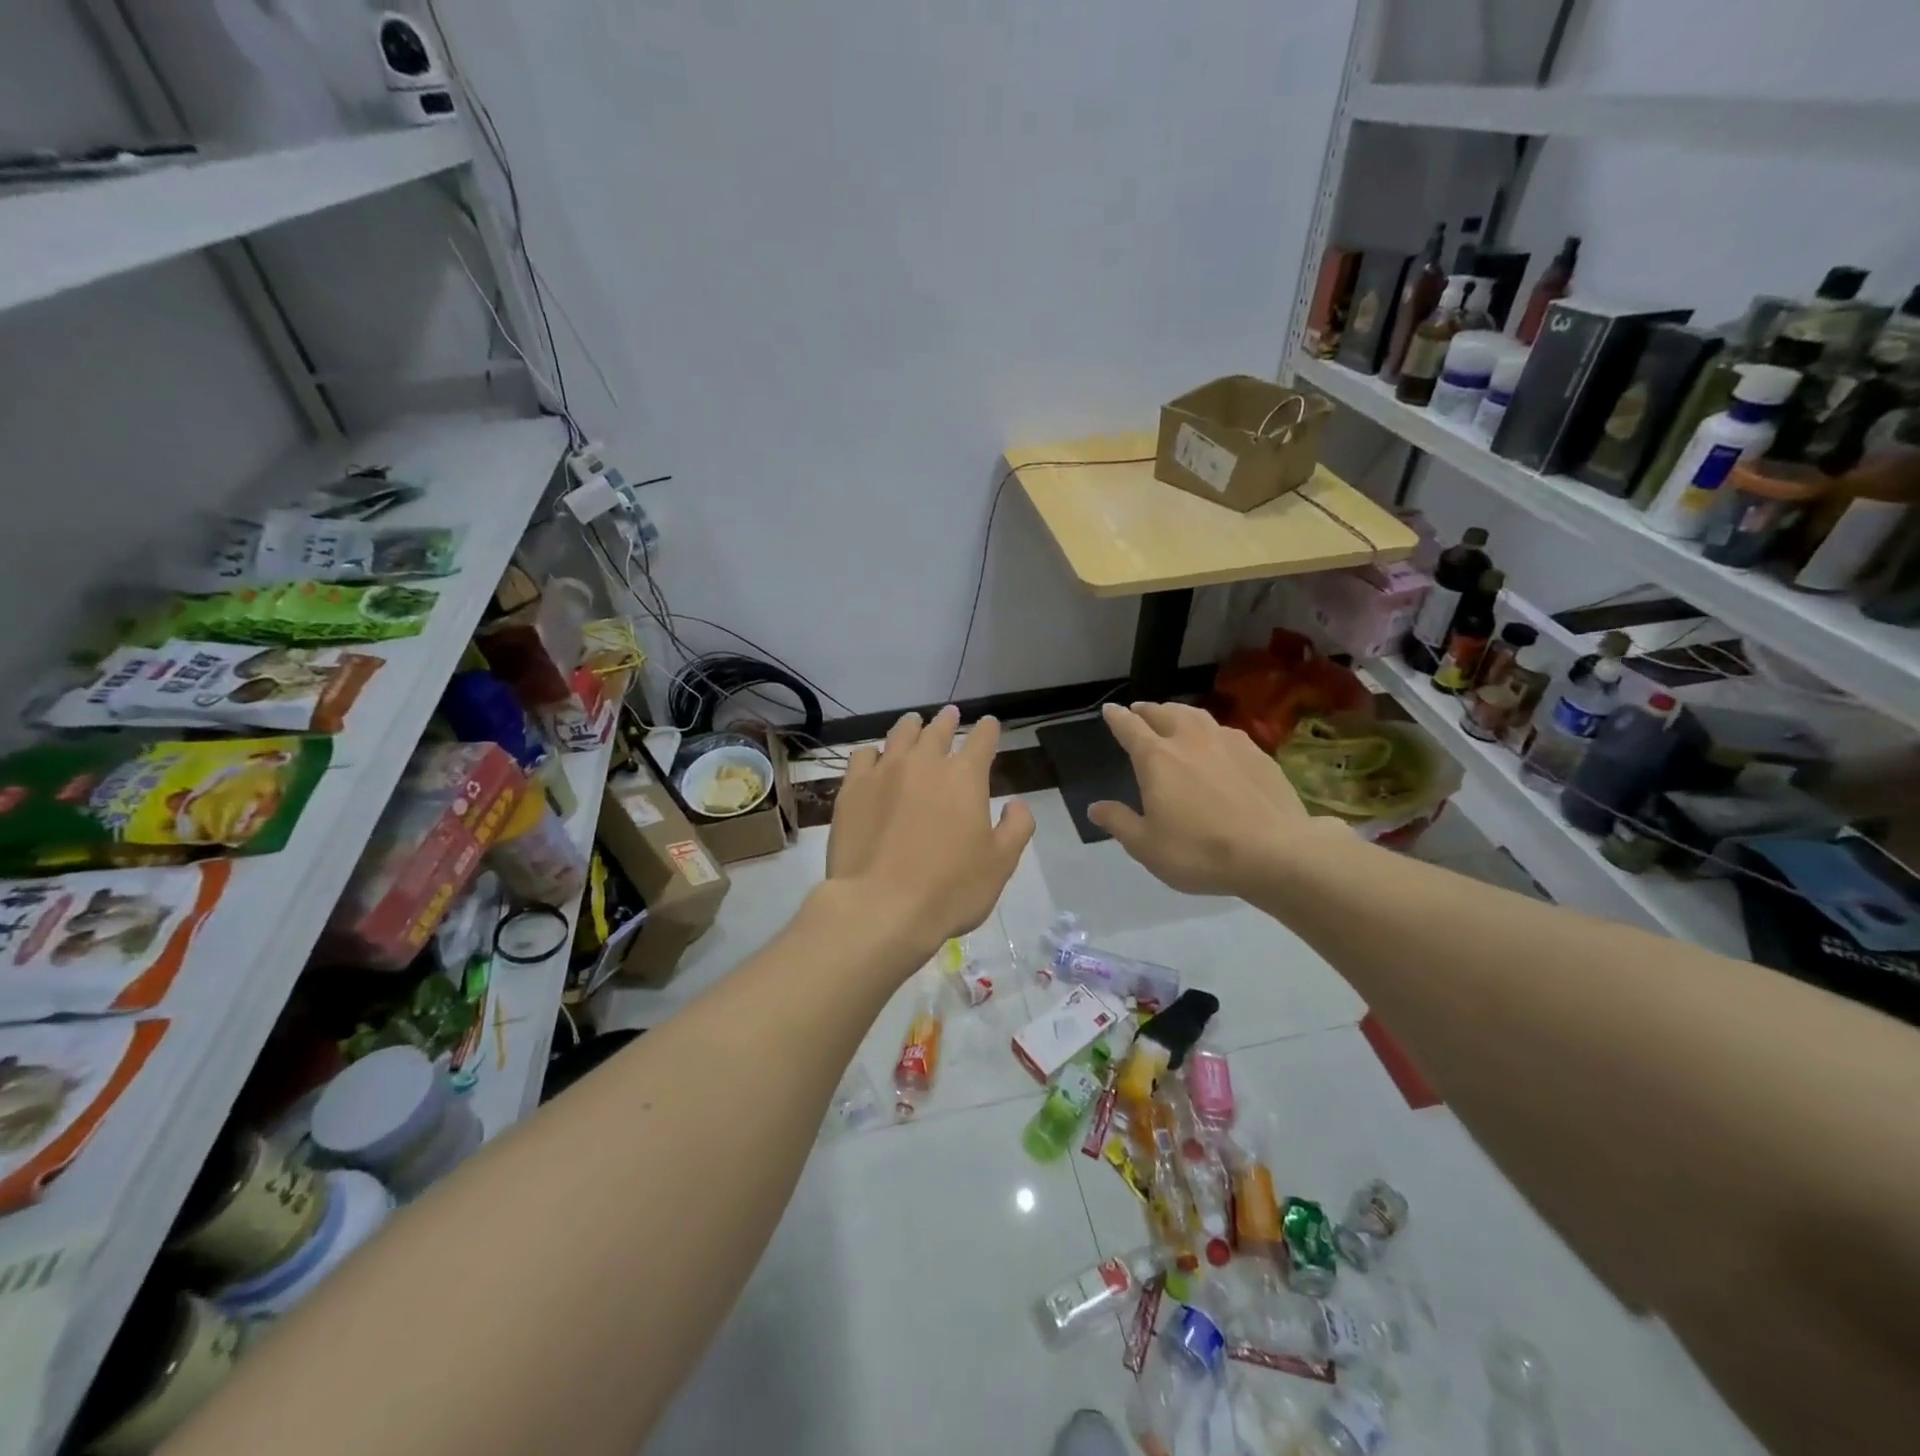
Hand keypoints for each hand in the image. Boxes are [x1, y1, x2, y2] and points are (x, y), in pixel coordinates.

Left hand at [824, 706, 1034, 957]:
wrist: (880, 907)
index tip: (989, 725)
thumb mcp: (1000, 864)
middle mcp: (924, 764)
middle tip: (950, 714)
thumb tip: (1018, 803)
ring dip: (911, 726)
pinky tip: (874, 757)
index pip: (982, 740)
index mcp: (965, 777)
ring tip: (914, 722)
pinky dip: (873, 752)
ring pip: (900, 735)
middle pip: (938, 730)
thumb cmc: (949, 889)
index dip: (988, 730)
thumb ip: (1016, 828)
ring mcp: (884, 773)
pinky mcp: (852, 789)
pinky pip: (862, 756)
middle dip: (948, 721)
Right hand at [1089, 701, 1328, 896]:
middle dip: (1147, 710)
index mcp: (1156, 759)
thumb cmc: (1200, 851)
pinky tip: (1215, 740)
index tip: (1110, 710)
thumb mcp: (1147, 846)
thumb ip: (1119, 822)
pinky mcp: (1257, 753)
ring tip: (1173, 715)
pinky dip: (1210, 729)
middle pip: (1163, 713)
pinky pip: (1225, 731)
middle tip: (1139, 711)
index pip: (1130, 728)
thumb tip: (1095, 808)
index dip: (1117, 718)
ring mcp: (1227, 742)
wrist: (1275, 852)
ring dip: (1178, 711)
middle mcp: (1189, 740)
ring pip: (1196, 715)